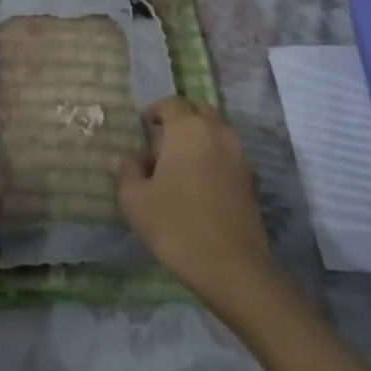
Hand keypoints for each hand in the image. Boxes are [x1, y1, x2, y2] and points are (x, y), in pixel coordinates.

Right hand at [112, 97, 278, 312]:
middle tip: (160, 140)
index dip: (155, 110)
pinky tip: (195, 184)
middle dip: (180, 118)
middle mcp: (217, 133)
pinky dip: (211, 157)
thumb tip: (121, 157)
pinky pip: (226, 154)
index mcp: (188, 129)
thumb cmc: (176, 225)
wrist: (232, 267)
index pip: (172, 103)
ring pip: (216, 132)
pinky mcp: (249, 180)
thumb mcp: (136, 200)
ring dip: (197, 137)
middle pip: (199, 111)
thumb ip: (127, 172)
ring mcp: (238, 156)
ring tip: (176, 164)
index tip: (142, 125)